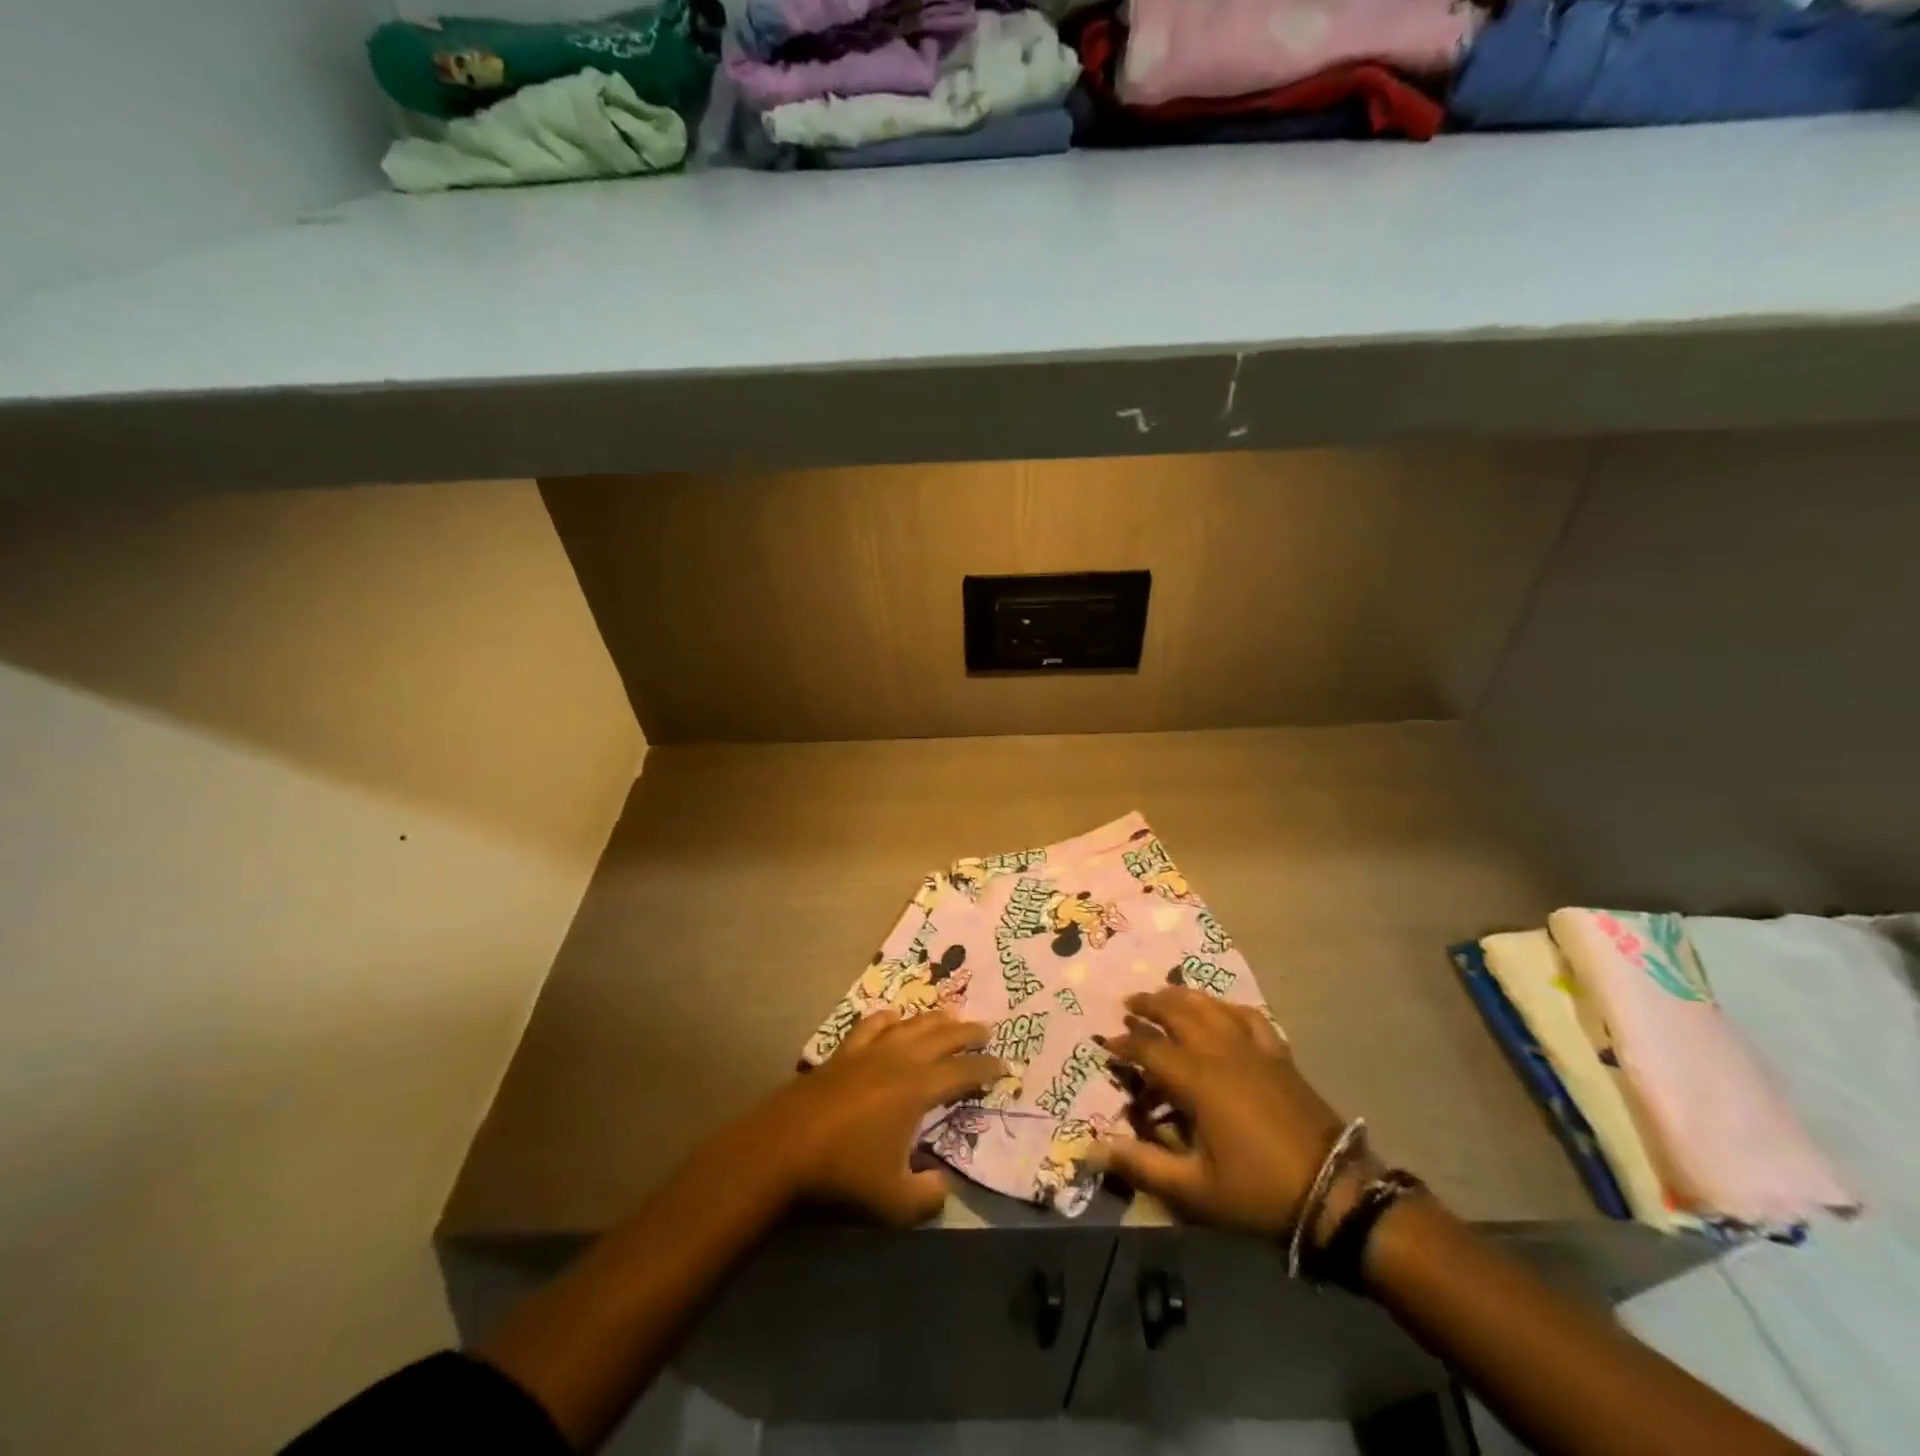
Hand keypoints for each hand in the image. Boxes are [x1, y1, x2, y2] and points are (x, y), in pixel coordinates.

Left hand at [754, 1010, 1004, 1227]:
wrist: (782, 1149)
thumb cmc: (842, 1174)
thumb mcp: (894, 1202)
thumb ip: (928, 1196)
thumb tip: (944, 1184)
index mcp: (918, 1088)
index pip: (963, 1071)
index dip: (987, 1068)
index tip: (1005, 1067)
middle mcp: (898, 1059)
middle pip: (942, 1035)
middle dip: (968, 1032)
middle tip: (987, 1030)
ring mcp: (868, 1051)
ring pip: (911, 1024)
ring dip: (934, 1019)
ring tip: (950, 1016)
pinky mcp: (843, 1053)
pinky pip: (872, 1025)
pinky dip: (889, 1019)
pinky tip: (893, 1019)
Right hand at [1096, 986, 1359, 1237]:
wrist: (1333, 1192)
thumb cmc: (1257, 1191)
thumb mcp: (1194, 1189)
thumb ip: (1143, 1165)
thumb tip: (1095, 1148)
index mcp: (1196, 1079)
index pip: (1149, 1047)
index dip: (1124, 1042)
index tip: (1106, 1045)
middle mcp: (1221, 1051)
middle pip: (1178, 1011)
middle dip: (1149, 1004)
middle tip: (1129, 1005)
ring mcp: (1253, 1048)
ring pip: (1211, 1006)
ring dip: (1182, 997)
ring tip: (1165, 994)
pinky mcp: (1278, 1054)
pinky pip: (1248, 1016)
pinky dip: (1227, 1007)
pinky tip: (1221, 1010)